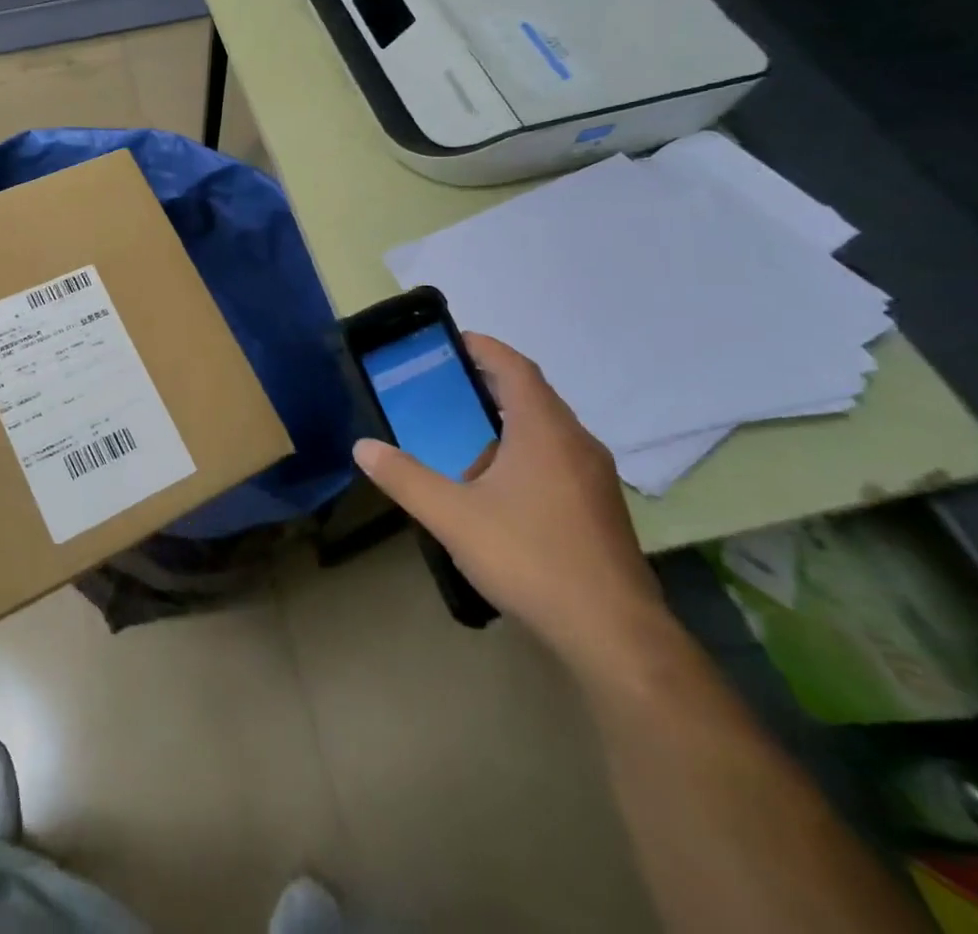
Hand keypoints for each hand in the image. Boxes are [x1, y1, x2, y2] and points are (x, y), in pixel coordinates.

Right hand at [353, 334, 670, 676]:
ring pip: (547, 430)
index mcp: (544, 430)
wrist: (614, 635)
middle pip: (532, 395)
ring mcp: (595, 477)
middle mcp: (576, 442)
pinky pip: (558, 459)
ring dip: (506, 422)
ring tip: (463, 438)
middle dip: (488, 384)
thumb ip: (404, 477)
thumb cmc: (530, 558)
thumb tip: (363, 447)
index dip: (484, 348)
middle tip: (444, 389)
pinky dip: (524, 453)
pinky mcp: (601, 509)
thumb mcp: (452, 516)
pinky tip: (497, 488)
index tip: (451, 342)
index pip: (515, 367)